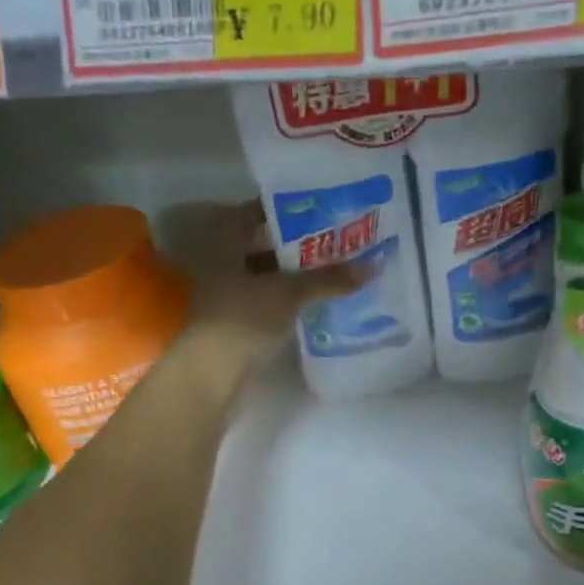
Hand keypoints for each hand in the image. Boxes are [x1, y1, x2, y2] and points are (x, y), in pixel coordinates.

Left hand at [164, 201, 367, 372]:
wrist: (209, 374)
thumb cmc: (243, 318)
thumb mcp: (289, 293)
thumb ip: (329, 278)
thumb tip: (373, 265)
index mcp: (225, 240)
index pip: (257, 211)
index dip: (289, 210)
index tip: (323, 210)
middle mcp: (220, 260)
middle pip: (264, 243)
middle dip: (298, 244)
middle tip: (337, 240)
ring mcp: (225, 292)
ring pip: (266, 273)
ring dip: (295, 273)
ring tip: (334, 269)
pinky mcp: (234, 320)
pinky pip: (266, 298)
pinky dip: (288, 297)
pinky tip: (315, 300)